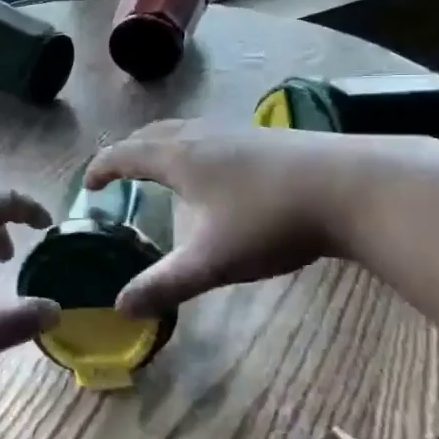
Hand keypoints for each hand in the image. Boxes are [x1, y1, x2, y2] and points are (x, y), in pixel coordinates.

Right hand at [85, 119, 343, 317]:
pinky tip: (215, 172)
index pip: (124, 154)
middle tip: (118, 174)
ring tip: (161, 170)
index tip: (88, 185)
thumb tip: (120, 308)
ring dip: (161, 146)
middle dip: (128, 152)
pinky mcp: (264, 137)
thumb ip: (164, 285)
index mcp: (178, 157)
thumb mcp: (211, 261)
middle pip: (151, 133)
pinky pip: (210, 134)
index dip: (101, 168)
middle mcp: (201, 134)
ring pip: (184, 130)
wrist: (350, 187)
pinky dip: (192, 147)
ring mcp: (235, 130)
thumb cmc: (270, 220)